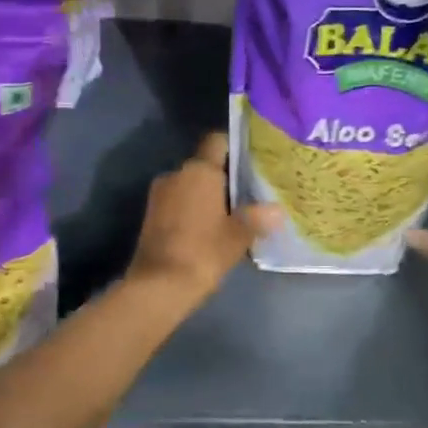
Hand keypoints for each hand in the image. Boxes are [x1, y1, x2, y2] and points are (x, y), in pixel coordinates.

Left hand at [127, 132, 282, 306]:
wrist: (159, 286)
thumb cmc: (203, 252)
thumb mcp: (238, 236)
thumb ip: (258, 218)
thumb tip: (277, 211)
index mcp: (199, 171)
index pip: (217, 142)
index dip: (234, 148)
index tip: (251, 162)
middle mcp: (176, 174)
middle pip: (204, 166)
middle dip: (223, 178)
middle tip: (248, 195)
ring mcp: (159, 195)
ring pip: (189, 186)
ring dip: (206, 197)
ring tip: (230, 216)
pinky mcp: (150, 216)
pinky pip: (177, 204)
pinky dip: (192, 211)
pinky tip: (208, 230)